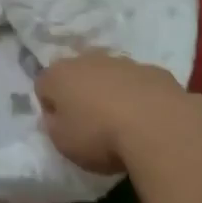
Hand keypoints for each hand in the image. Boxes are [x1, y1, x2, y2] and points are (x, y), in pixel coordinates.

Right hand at [35, 51, 188, 174]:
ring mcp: (123, 62)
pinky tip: (148, 119)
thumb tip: (57, 115)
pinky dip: (140, 95)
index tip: (62, 127)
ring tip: (122, 122)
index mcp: (59, 75)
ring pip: (110, 74)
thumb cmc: (99, 136)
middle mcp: (88, 60)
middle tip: (90, 121)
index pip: (43, 85)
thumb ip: (54, 124)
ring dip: (111, 91)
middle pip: (77, 74)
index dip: (50, 107)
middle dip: (81, 92)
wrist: (158, 127)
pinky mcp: (154, 70)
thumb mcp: (63, 142)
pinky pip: (140, 82)